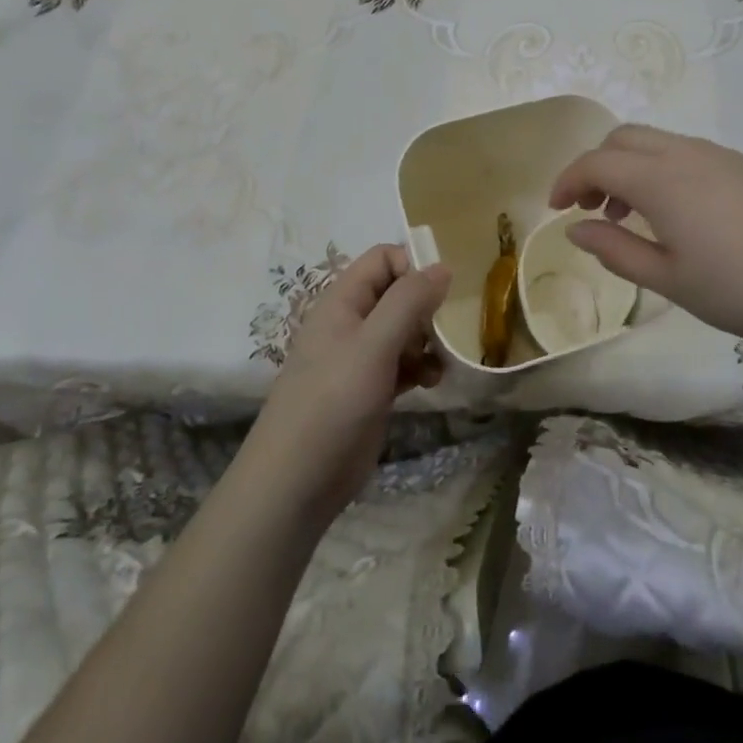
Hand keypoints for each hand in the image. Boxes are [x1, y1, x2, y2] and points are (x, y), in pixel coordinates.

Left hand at [245, 245, 447, 522]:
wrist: (295, 483)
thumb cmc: (332, 403)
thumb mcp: (373, 345)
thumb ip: (408, 302)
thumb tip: (442, 266)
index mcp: (342, 301)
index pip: (383, 259)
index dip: (412, 266)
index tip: (439, 294)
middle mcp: (351, 322)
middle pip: (397, 293)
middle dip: (426, 306)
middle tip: (447, 329)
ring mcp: (360, 358)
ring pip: (404, 329)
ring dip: (428, 339)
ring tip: (443, 360)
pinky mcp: (371, 389)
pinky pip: (403, 363)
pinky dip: (421, 367)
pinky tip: (433, 383)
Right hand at [550, 124, 742, 351]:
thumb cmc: (740, 288)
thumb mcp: (668, 279)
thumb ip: (614, 250)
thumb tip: (576, 229)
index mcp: (660, 178)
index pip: (596, 161)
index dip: (568, 180)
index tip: (556, 209)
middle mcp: (686, 152)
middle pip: (624, 138)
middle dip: (597, 166)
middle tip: (592, 209)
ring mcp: (721, 155)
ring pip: (657, 141)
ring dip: (630, 167)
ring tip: (632, 215)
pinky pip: (687, 152)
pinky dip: (662, 169)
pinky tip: (678, 214)